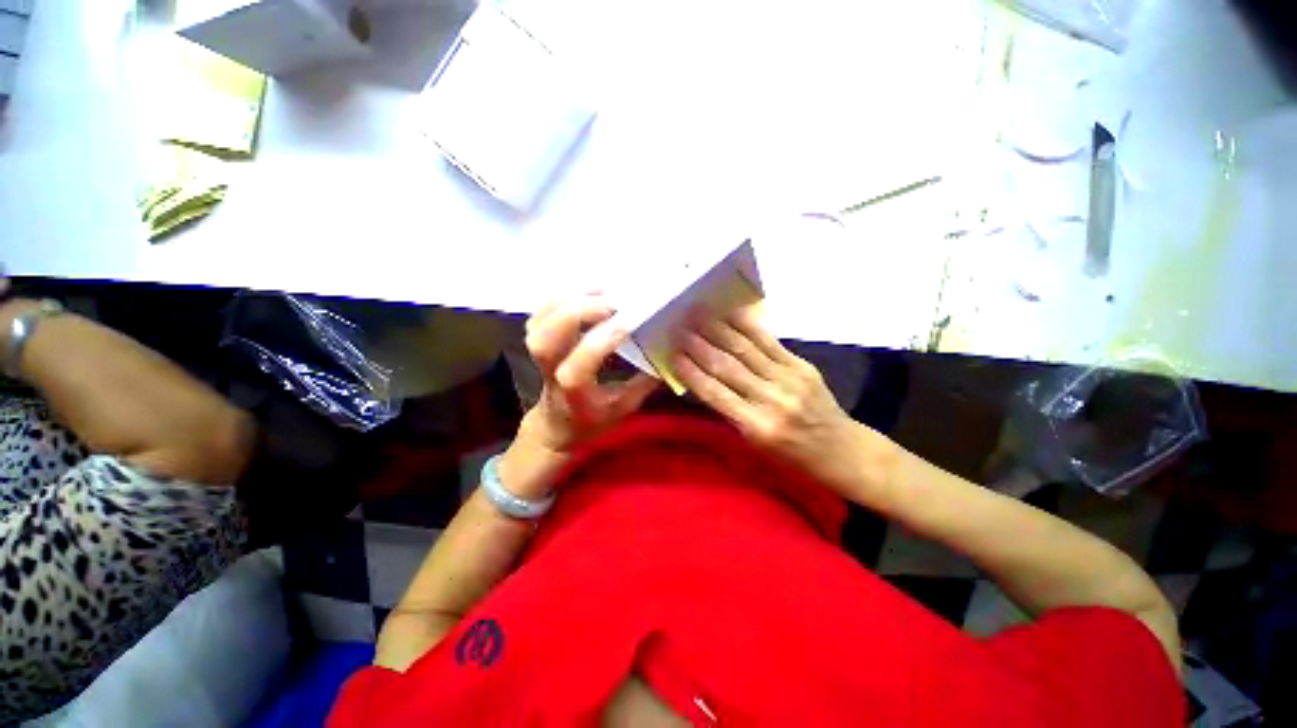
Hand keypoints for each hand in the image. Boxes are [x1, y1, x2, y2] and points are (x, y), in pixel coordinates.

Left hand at [500, 296, 658, 497]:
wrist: (557, 423)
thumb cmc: (593, 418)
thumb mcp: (624, 407)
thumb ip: (644, 382)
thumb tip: (669, 353)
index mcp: (573, 392)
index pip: (579, 364)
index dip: (602, 341)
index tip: (629, 322)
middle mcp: (550, 370)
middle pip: (545, 338)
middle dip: (577, 313)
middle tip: (612, 301)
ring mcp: (538, 353)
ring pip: (539, 320)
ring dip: (569, 299)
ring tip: (602, 289)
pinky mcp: (537, 339)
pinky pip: (540, 312)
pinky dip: (560, 296)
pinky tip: (587, 291)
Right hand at [673, 305, 872, 491]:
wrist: (841, 450)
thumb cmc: (791, 456)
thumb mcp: (754, 444)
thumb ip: (728, 412)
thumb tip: (700, 382)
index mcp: (756, 427)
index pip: (715, 393)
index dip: (692, 372)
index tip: (674, 355)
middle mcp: (771, 400)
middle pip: (727, 367)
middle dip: (699, 345)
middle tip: (679, 328)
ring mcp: (789, 379)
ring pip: (745, 349)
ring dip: (718, 330)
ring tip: (697, 314)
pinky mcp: (802, 365)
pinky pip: (769, 341)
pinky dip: (747, 326)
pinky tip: (730, 314)